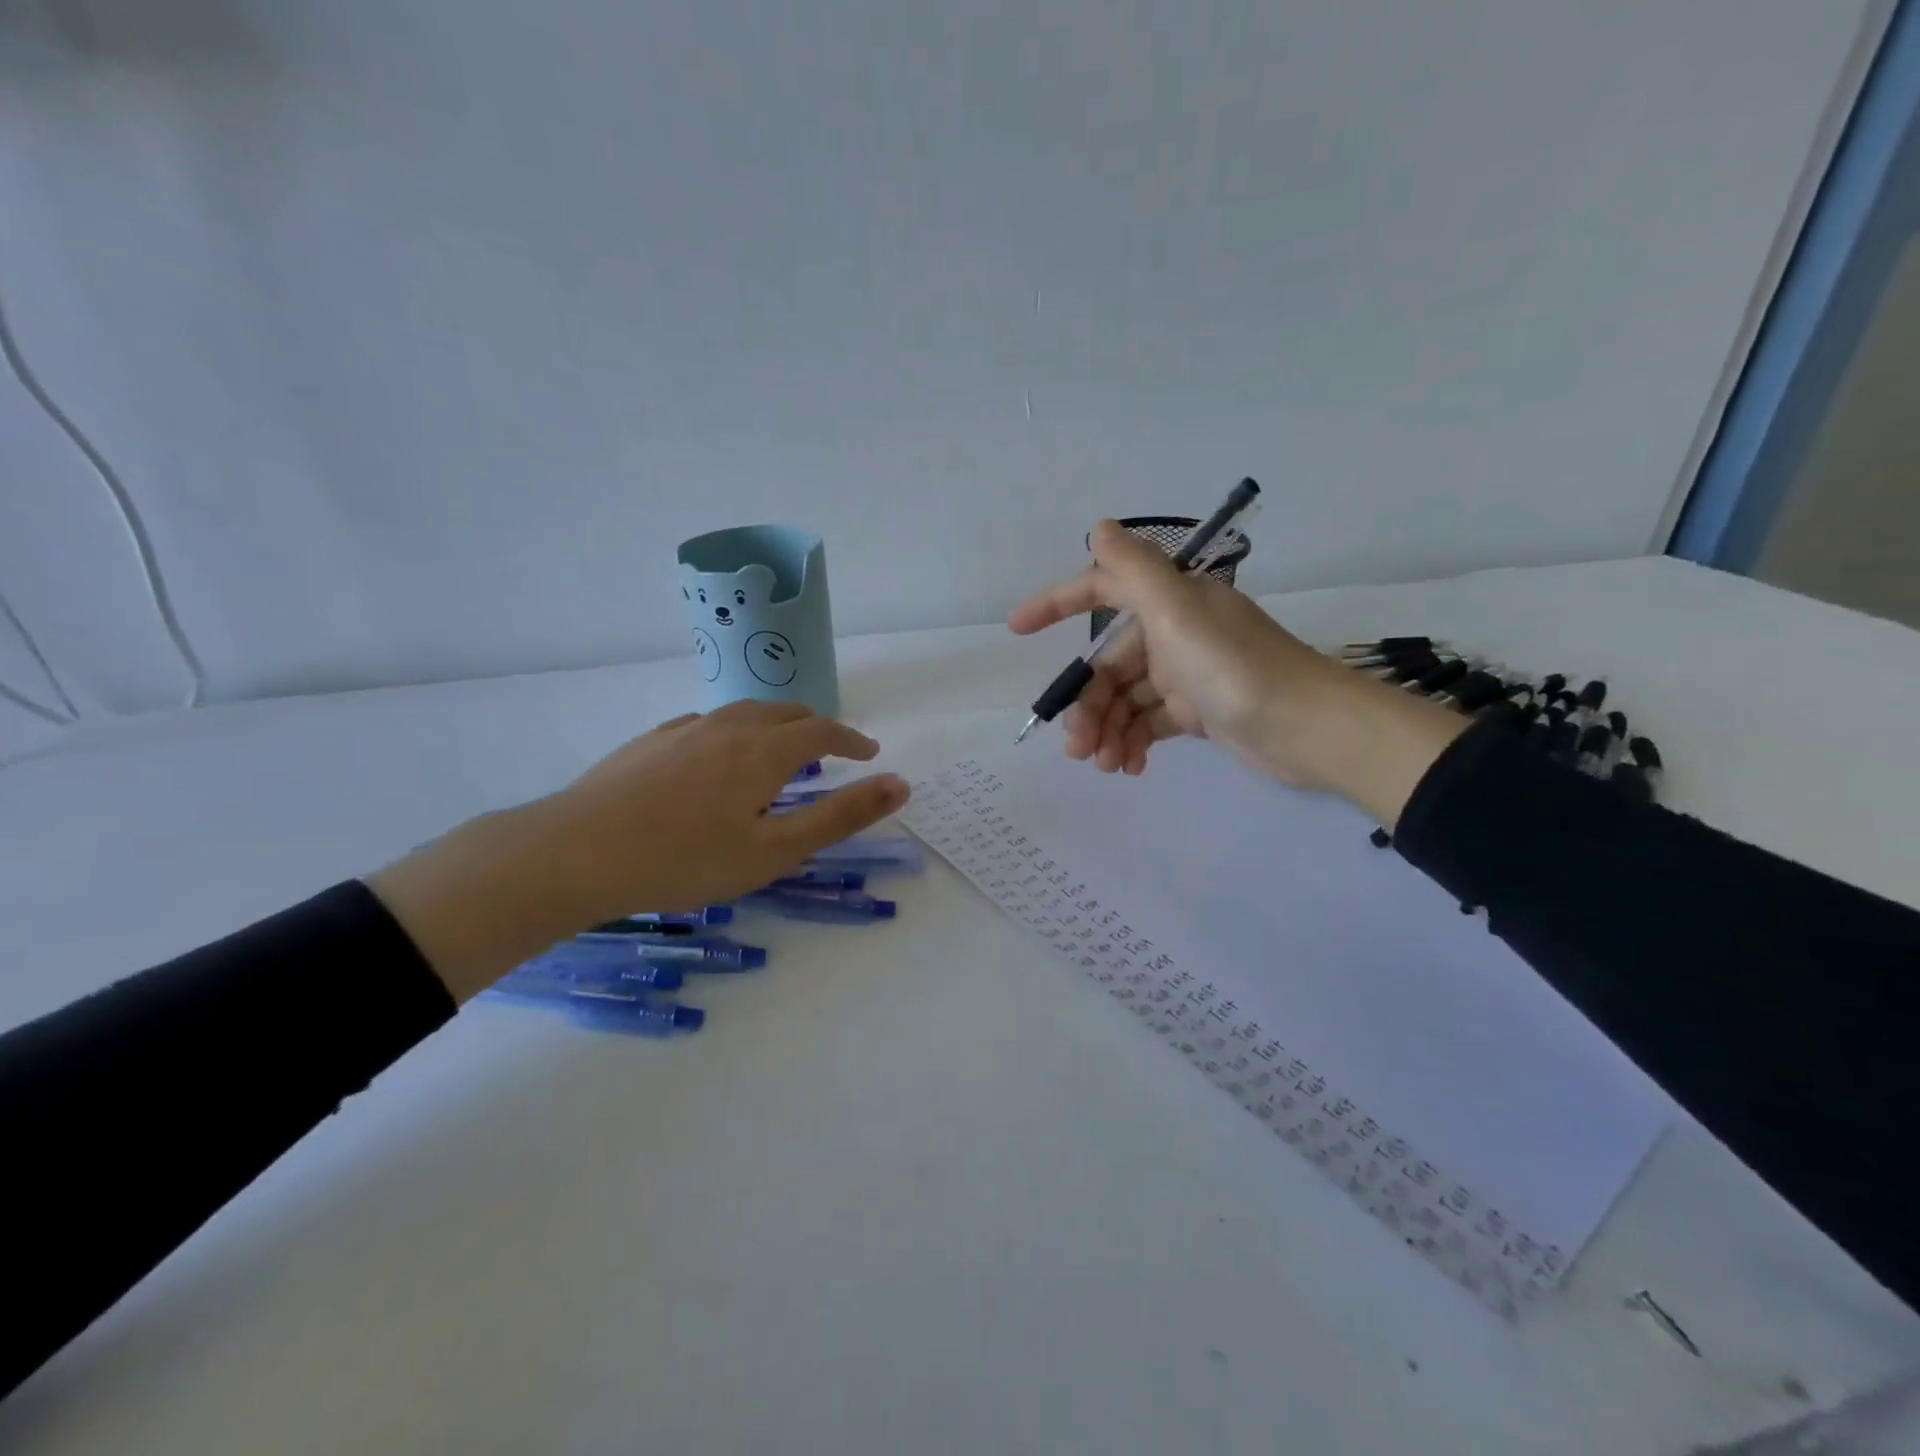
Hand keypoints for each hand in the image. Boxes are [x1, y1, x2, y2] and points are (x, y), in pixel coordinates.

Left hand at [368, 702, 908, 1000]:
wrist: (575, 853)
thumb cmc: (685, 860)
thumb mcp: (774, 850)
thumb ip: (841, 816)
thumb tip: (900, 784)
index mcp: (764, 751)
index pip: (823, 731)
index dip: (852, 739)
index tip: (869, 754)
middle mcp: (729, 726)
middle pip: (785, 713)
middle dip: (817, 728)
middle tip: (831, 753)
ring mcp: (684, 730)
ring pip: (744, 713)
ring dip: (775, 727)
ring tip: (779, 753)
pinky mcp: (650, 741)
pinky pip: (708, 723)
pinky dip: (734, 733)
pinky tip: (717, 760)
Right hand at [1010, 520, 1340, 780]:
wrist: (1309, 729)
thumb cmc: (1236, 669)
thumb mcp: (1178, 614)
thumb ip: (1135, 571)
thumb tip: (1099, 526)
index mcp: (1169, 603)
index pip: (1102, 590)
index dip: (1056, 603)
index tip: (1017, 629)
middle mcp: (1174, 633)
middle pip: (1109, 664)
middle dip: (1088, 703)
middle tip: (1076, 746)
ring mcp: (1186, 675)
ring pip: (1126, 699)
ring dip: (1107, 730)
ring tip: (1103, 765)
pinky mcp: (1198, 712)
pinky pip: (1149, 723)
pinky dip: (1134, 742)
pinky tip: (1129, 767)